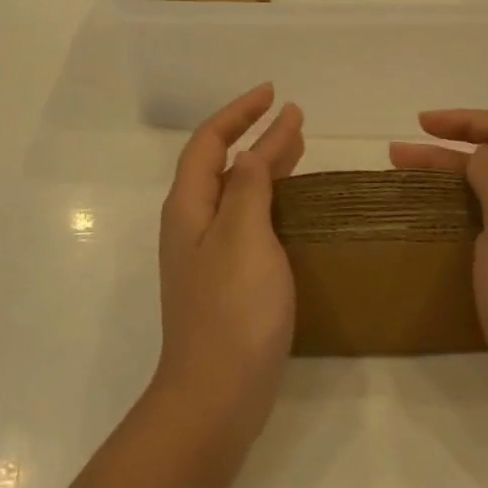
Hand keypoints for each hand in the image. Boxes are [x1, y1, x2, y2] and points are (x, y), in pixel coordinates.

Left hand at [156, 84, 305, 436]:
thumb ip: (248, 188)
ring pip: (236, 193)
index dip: (239, 113)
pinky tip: (290, 206)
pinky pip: (247, 222)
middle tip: (294, 117)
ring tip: (297, 147)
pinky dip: (269, 201)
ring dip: (264, 165)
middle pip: (222, 164)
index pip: (209, 142)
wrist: (216, 394)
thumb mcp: (243, 237)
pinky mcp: (226, 280)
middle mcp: (192, 224)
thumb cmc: (233, 310)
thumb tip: (252, 151)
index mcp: (189, 207)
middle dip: (255, 134)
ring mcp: (208, 254)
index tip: (274, 94)